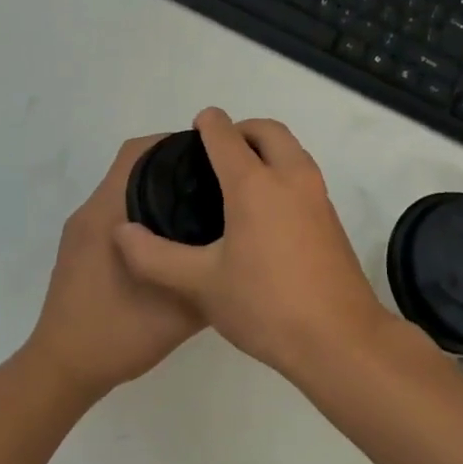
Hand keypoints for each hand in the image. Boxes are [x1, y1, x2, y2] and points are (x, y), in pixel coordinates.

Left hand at [26, 135, 205, 398]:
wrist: (63, 369)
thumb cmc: (116, 334)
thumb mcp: (178, 311)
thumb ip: (209, 278)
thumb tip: (238, 253)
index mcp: (108, 214)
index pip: (138, 153)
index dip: (173, 143)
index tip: (212, 154)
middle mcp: (91, 213)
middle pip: (133, 167)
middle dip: (173, 165)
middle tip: (216, 180)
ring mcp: (82, 233)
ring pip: (124, 191)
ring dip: (158, 190)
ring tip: (202, 206)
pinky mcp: (80, 251)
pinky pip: (117, 214)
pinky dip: (144, 213)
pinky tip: (174, 240)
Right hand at [114, 108, 396, 374]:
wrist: (340, 340)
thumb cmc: (266, 305)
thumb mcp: (201, 284)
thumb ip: (154, 257)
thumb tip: (122, 232)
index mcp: (255, 185)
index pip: (227, 136)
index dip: (208, 123)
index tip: (195, 126)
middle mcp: (291, 179)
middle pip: (268, 131)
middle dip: (242, 129)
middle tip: (217, 150)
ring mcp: (318, 197)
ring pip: (292, 151)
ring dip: (267, 149)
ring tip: (238, 177)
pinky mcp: (332, 220)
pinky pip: (304, 176)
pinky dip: (283, 172)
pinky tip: (264, 211)